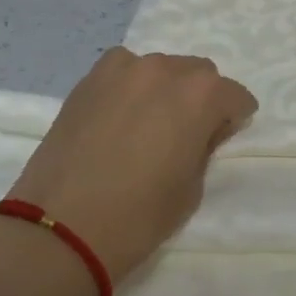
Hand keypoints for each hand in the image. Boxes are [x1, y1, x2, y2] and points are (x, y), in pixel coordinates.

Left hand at [6, 48, 257, 279]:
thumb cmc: (139, 216)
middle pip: (199, 73)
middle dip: (201, 98)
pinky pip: (123, 71)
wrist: (61, 226)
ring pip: (160, 69)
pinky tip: (119, 115)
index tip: (222, 138)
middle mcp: (166, 70)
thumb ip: (203, 147)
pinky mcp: (89, 79)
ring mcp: (124, 69)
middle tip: (187, 132)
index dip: (233, 118)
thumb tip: (201, 131)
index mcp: (201, 95)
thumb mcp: (191, 188)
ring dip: (165, 89)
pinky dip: (129, 86)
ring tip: (148, 123)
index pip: (235, 96)